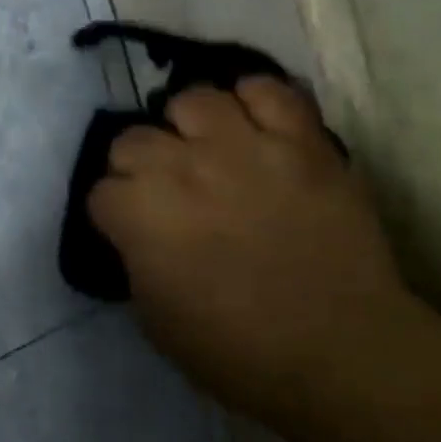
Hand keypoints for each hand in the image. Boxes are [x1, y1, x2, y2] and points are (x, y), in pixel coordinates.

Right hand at [87, 78, 421, 412]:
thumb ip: (135, 259)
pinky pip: (267, 89)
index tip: (131, 230)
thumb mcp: (154, 318)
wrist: (340, 351)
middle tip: (165, 191)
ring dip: (189, 126)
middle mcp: (182, 166)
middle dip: (139, 166)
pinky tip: (254, 126)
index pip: (100, 190)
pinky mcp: (301, 141)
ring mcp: (244, 146)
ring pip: (193, 99)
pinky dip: (255, 100)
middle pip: (133, 138)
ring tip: (207, 149)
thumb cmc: (237, 351)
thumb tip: (137, 233)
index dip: (114, 212)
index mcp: (140, 214)